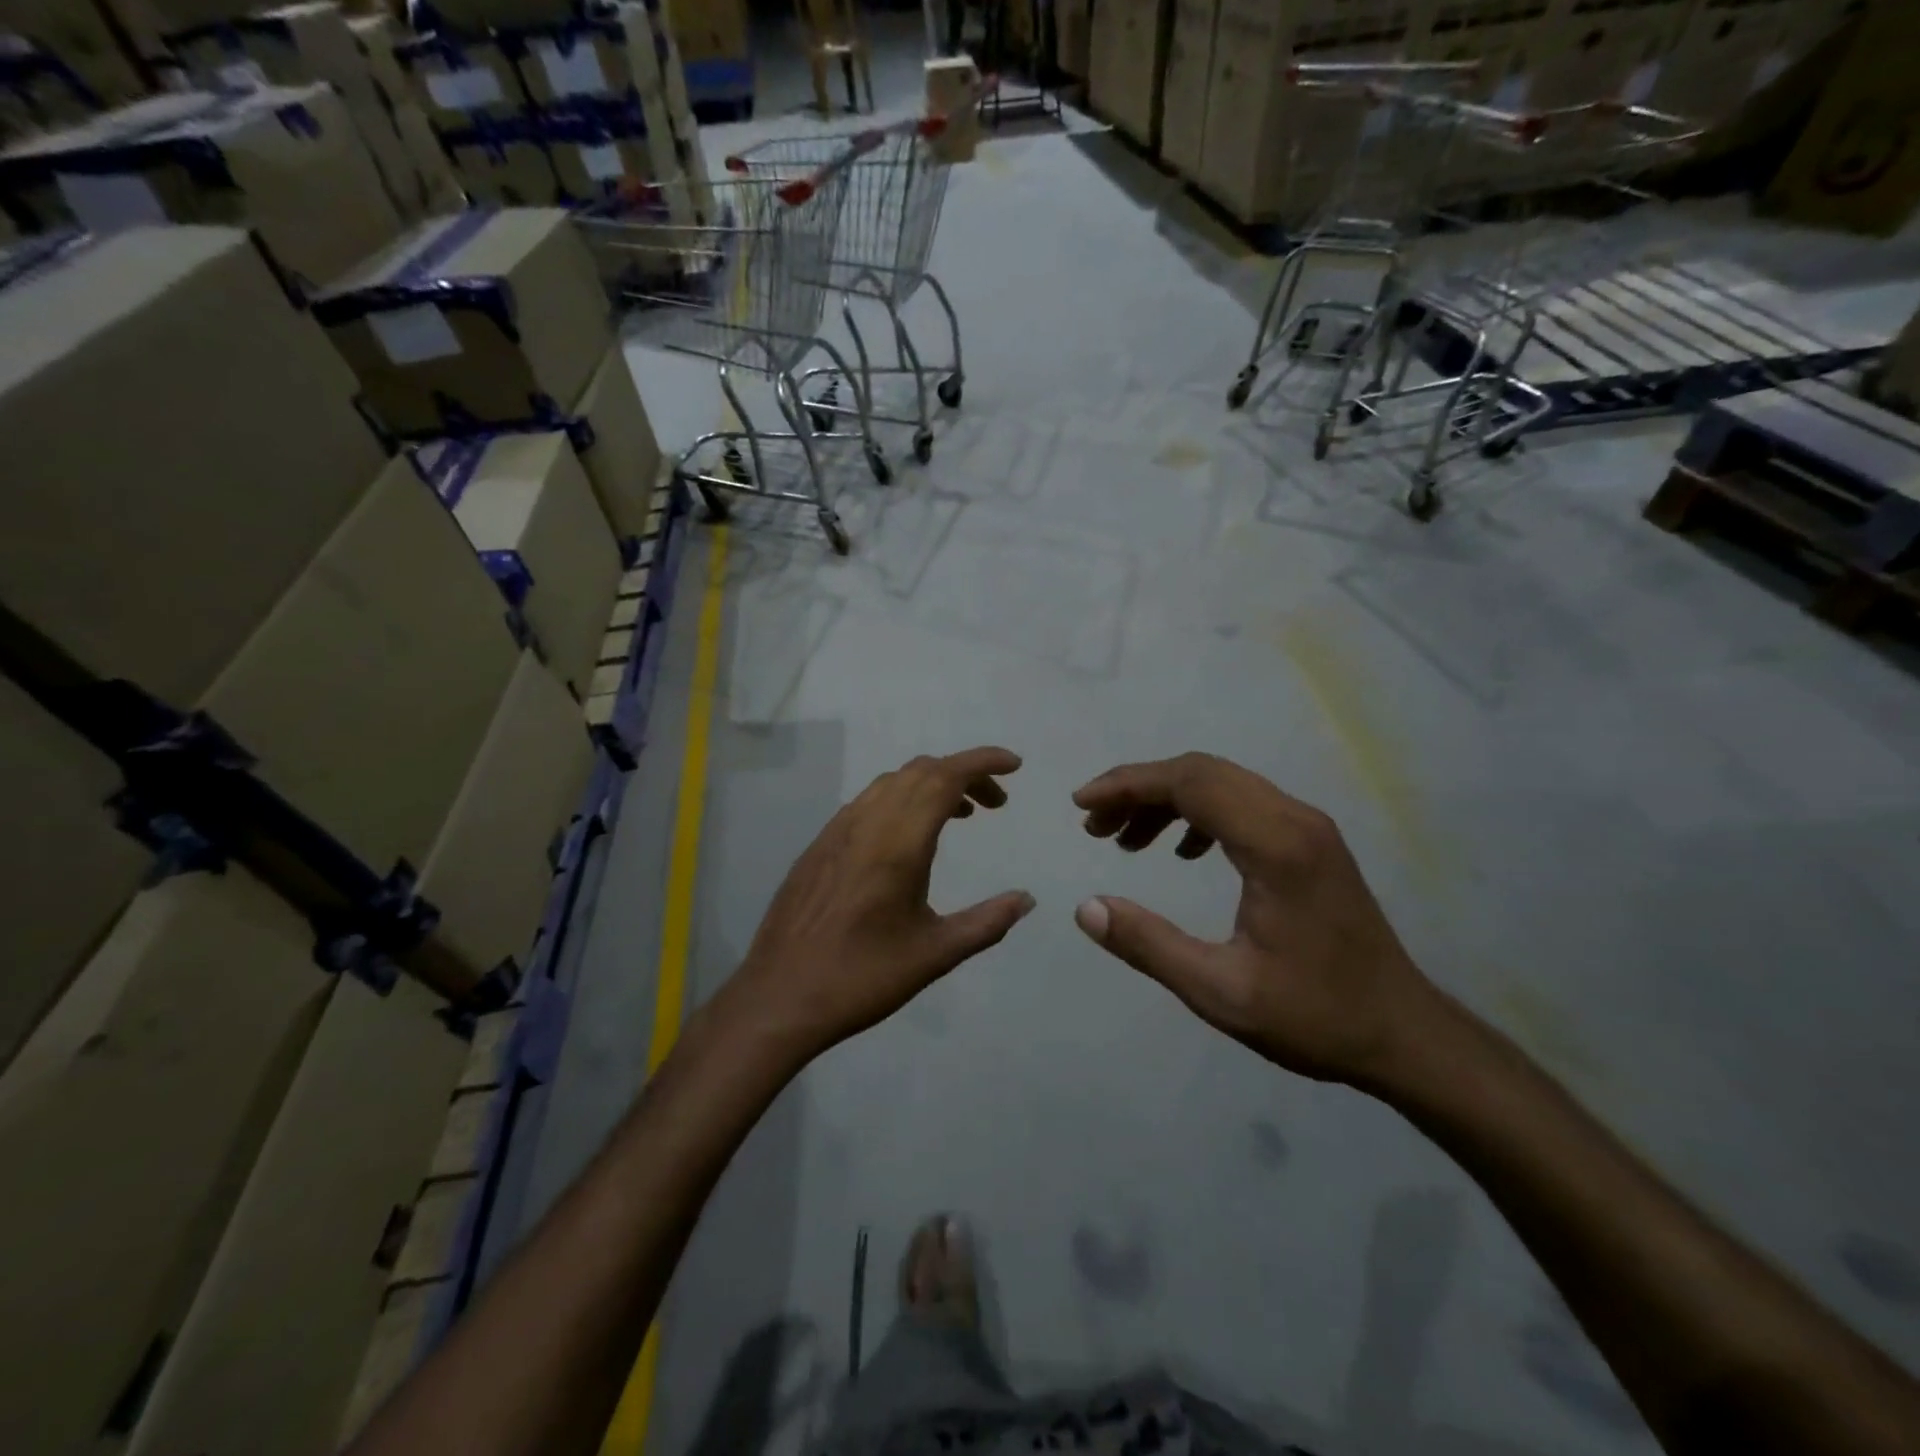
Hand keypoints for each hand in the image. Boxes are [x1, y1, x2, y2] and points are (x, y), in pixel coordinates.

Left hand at [727, 748, 1034, 1060]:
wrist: (780, 996)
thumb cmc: (862, 977)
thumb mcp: (935, 954)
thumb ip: (987, 922)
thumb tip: (1026, 899)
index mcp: (899, 842)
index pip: (947, 777)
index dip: (983, 762)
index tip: (1014, 765)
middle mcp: (867, 822)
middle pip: (922, 771)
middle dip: (965, 774)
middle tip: (995, 804)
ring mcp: (838, 830)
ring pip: (892, 782)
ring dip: (932, 784)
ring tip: (960, 815)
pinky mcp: (820, 844)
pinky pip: (869, 801)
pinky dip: (902, 798)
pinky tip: (909, 836)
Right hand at [1071, 753, 1440, 1088]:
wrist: (1405, 1035)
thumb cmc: (1315, 1016)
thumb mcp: (1220, 992)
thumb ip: (1149, 945)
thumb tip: (1086, 907)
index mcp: (1275, 846)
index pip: (1190, 783)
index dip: (1127, 785)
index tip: (1081, 805)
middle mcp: (1294, 819)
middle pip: (1202, 772)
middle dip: (1139, 788)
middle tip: (1094, 826)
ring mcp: (1307, 827)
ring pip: (1222, 784)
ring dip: (1166, 800)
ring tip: (1125, 841)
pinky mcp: (1310, 842)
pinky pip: (1242, 803)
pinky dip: (1198, 813)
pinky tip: (1182, 851)